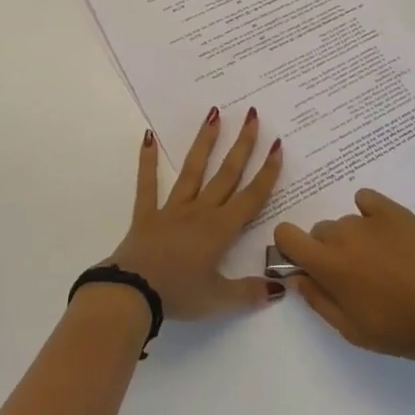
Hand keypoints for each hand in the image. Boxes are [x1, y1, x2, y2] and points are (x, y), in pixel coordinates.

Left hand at [105, 108, 284, 319]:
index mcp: (220, 230)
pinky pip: (147, 183)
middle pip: (226, 174)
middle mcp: (200, 211)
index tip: (277, 145)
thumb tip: (280, 288)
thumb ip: (250, 292)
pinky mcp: (147, 214)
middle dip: (242, 145)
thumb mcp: (219, 300)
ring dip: (205, 142)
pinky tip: (147, 136)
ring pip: (193, 170)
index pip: (251, 197)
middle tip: (252, 116)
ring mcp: (172, 209)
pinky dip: (147, 160)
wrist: (133, 293)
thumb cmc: (179, 295)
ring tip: (214, 114)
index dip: (267, 172)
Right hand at [273, 188, 414, 364]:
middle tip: (355, 278)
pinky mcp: (394, 210)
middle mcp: (342, 234)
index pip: (285, 234)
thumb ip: (318, 301)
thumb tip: (297, 277)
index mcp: (327, 264)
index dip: (290, 248)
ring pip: (345, 223)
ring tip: (384, 265)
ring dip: (353, 240)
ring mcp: (369, 219)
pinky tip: (387, 235)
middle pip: (318, 232)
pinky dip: (368, 213)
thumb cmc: (403, 331)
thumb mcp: (353, 331)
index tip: (306, 266)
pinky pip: (366, 200)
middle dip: (327, 252)